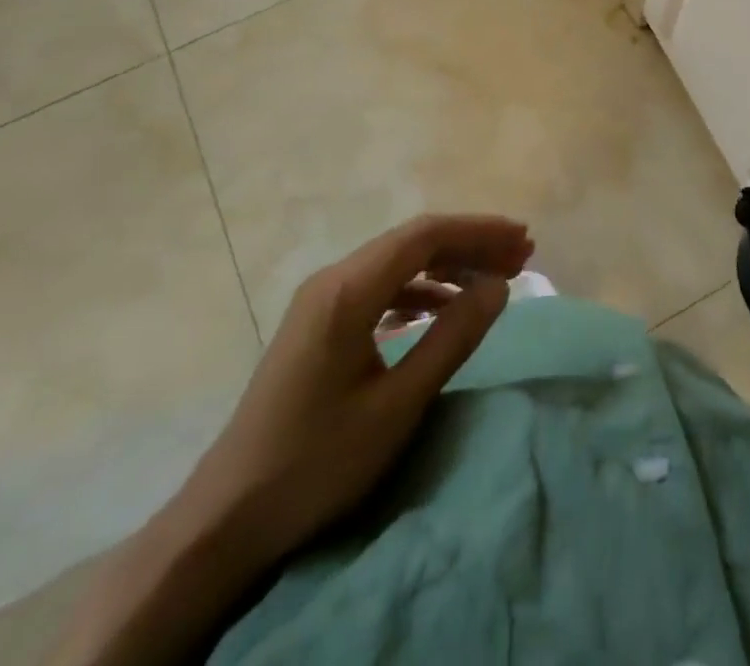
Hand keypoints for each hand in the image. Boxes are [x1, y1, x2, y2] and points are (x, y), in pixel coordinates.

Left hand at [176, 213, 534, 568]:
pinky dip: (420, 290)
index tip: (522, 241)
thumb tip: (498, 286)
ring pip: (397, 263)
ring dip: (448, 266)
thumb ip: (453, 338)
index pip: (425, 235)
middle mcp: (333, 280)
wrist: (226, 517)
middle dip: (470, 245)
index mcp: (348, 290)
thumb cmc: (317, 461)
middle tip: (520, 258)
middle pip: (413, 242)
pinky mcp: (319, 324)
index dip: (479, 232)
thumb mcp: (397, 405)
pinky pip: (380, 287)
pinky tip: (443, 308)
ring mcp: (322, 300)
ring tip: (493, 281)